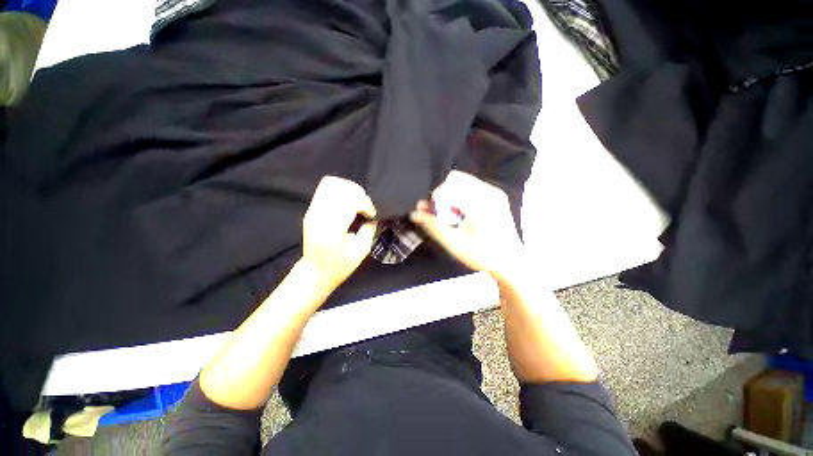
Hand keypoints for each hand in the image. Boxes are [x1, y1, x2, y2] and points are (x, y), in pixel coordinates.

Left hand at [301, 176, 376, 292]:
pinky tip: (347, 201)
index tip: (371, 215)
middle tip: (364, 208)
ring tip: (357, 202)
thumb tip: (374, 215)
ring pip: (332, 183)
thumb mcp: (361, 251)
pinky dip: (340, 189)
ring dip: (349, 189)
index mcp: (332, 229)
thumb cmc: (340, 266)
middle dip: (359, 195)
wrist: (315, 272)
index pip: (351, 201)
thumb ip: (369, 230)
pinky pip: (325, 188)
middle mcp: (319, 216)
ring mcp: (313, 210)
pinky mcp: (311, 209)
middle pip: (341, 188)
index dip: (366, 205)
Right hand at [410, 171, 523, 278]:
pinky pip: (472, 187)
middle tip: (438, 212)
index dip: (435, 197)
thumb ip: (433, 226)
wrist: (511, 262)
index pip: (449, 185)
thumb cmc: (483, 255)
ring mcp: (494, 192)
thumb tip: (415, 213)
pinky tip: (460, 212)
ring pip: (464, 181)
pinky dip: (461, 196)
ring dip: (451, 194)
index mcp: (480, 202)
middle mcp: (489, 191)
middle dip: (443, 193)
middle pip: (456, 179)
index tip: (430, 211)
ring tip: (449, 213)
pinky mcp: (496, 196)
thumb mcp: (455, 243)